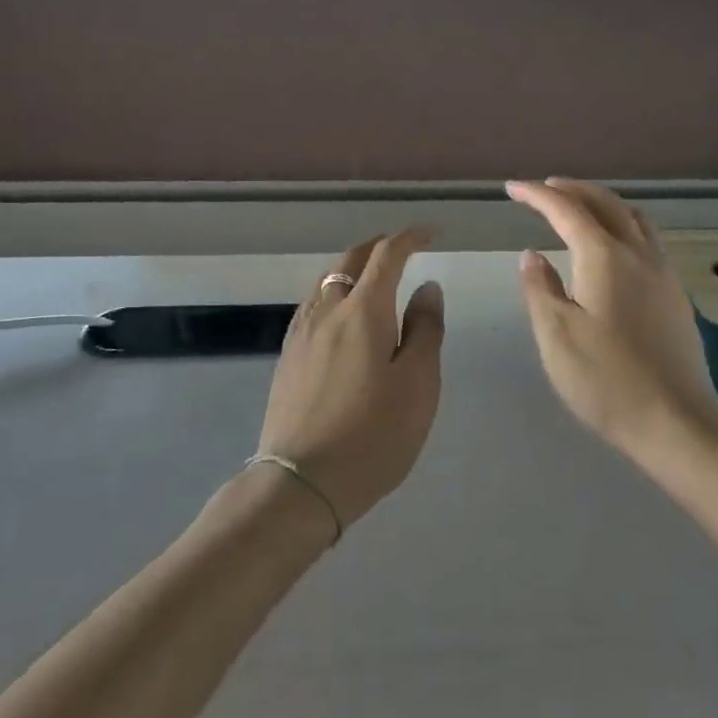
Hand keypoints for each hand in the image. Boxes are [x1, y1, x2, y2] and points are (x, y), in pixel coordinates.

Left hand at [257, 228, 443, 531]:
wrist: (301, 483)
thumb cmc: (373, 435)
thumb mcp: (418, 384)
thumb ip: (425, 329)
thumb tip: (427, 287)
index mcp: (363, 310)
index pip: (387, 255)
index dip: (410, 238)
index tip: (430, 234)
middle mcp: (327, 309)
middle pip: (351, 259)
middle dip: (378, 246)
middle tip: (402, 248)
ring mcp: (301, 332)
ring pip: (327, 280)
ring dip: (353, 268)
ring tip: (373, 277)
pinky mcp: (287, 355)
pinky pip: (313, 304)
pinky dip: (334, 291)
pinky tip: (341, 314)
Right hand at [508, 179, 717, 463]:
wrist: (677, 422)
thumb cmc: (607, 380)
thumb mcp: (557, 336)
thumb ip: (540, 289)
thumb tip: (532, 255)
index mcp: (604, 257)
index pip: (566, 210)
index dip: (537, 195)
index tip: (512, 188)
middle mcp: (638, 254)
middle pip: (605, 203)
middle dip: (572, 190)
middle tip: (544, 188)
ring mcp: (663, 273)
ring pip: (633, 217)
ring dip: (602, 202)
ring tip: (580, 207)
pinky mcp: (676, 295)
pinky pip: (647, 238)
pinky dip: (623, 224)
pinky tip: (614, 247)